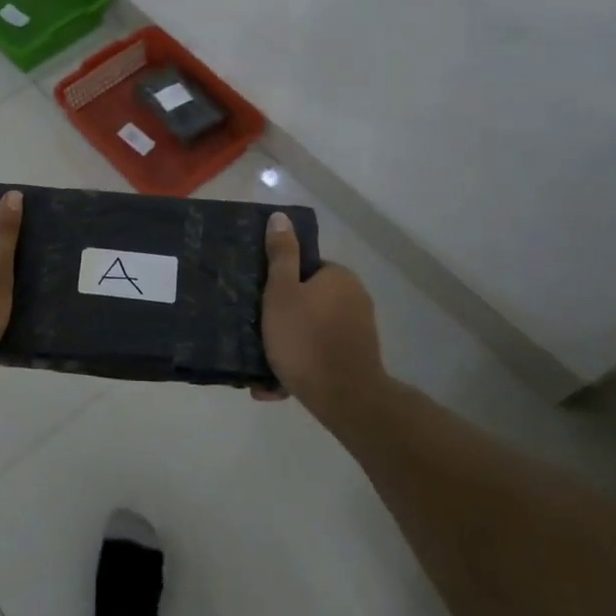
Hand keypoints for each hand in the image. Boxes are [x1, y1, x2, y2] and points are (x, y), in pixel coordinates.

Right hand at [260, 211, 384, 413]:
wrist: (344, 398)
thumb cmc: (305, 339)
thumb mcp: (281, 292)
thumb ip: (281, 255)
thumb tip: (280, 217)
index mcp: (339, 277)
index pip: (304, 269)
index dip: (279, 285)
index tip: (260, 303)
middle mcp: (355, 298)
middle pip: (307, 300)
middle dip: (282, 318)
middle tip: (256, 333)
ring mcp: (359, 331)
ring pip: (312, 330)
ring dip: (288, 345)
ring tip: (261, 366)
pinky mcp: (357, 358)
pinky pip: (320, 354)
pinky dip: (300, 364)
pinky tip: (276, 384)